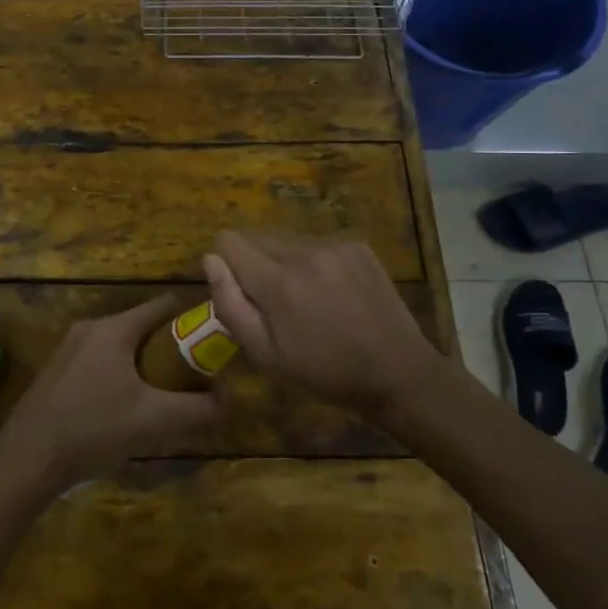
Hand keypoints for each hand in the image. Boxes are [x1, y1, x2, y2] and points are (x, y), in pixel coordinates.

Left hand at [0, 294, 220, 491]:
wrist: (26, 458)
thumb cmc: (93, 428)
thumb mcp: (152, 421)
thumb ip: (195, 409)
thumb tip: (227, 401)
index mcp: (114, 328)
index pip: (163, 306)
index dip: (191, 319)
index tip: (212, 342)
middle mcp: (90, 328)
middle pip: (142, 328)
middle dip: (170, 350)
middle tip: (192, 379)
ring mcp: (69, 349)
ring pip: (120, 348)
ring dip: (144, 367)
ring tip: (162, 399)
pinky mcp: (57, 373)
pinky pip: (100, 364)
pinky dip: (120, 377)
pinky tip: (125, 412)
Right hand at [204, 232, 442, 417]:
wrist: (398, 372)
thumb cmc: (325, 372)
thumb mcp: (266, 355)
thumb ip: (230, 305)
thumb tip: (209, 260)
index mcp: (277, 282)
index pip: (229, 241)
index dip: (225, 264)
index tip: (240, 291)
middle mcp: (303, 252)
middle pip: (255, 236)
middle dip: (252, 262)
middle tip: (272, 302)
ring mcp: (334, 245)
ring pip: (285, 238)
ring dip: (282, 259)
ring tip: (304, 297)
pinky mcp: (356, 245)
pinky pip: (315, 242)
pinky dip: (311, 260)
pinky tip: (330, 291)